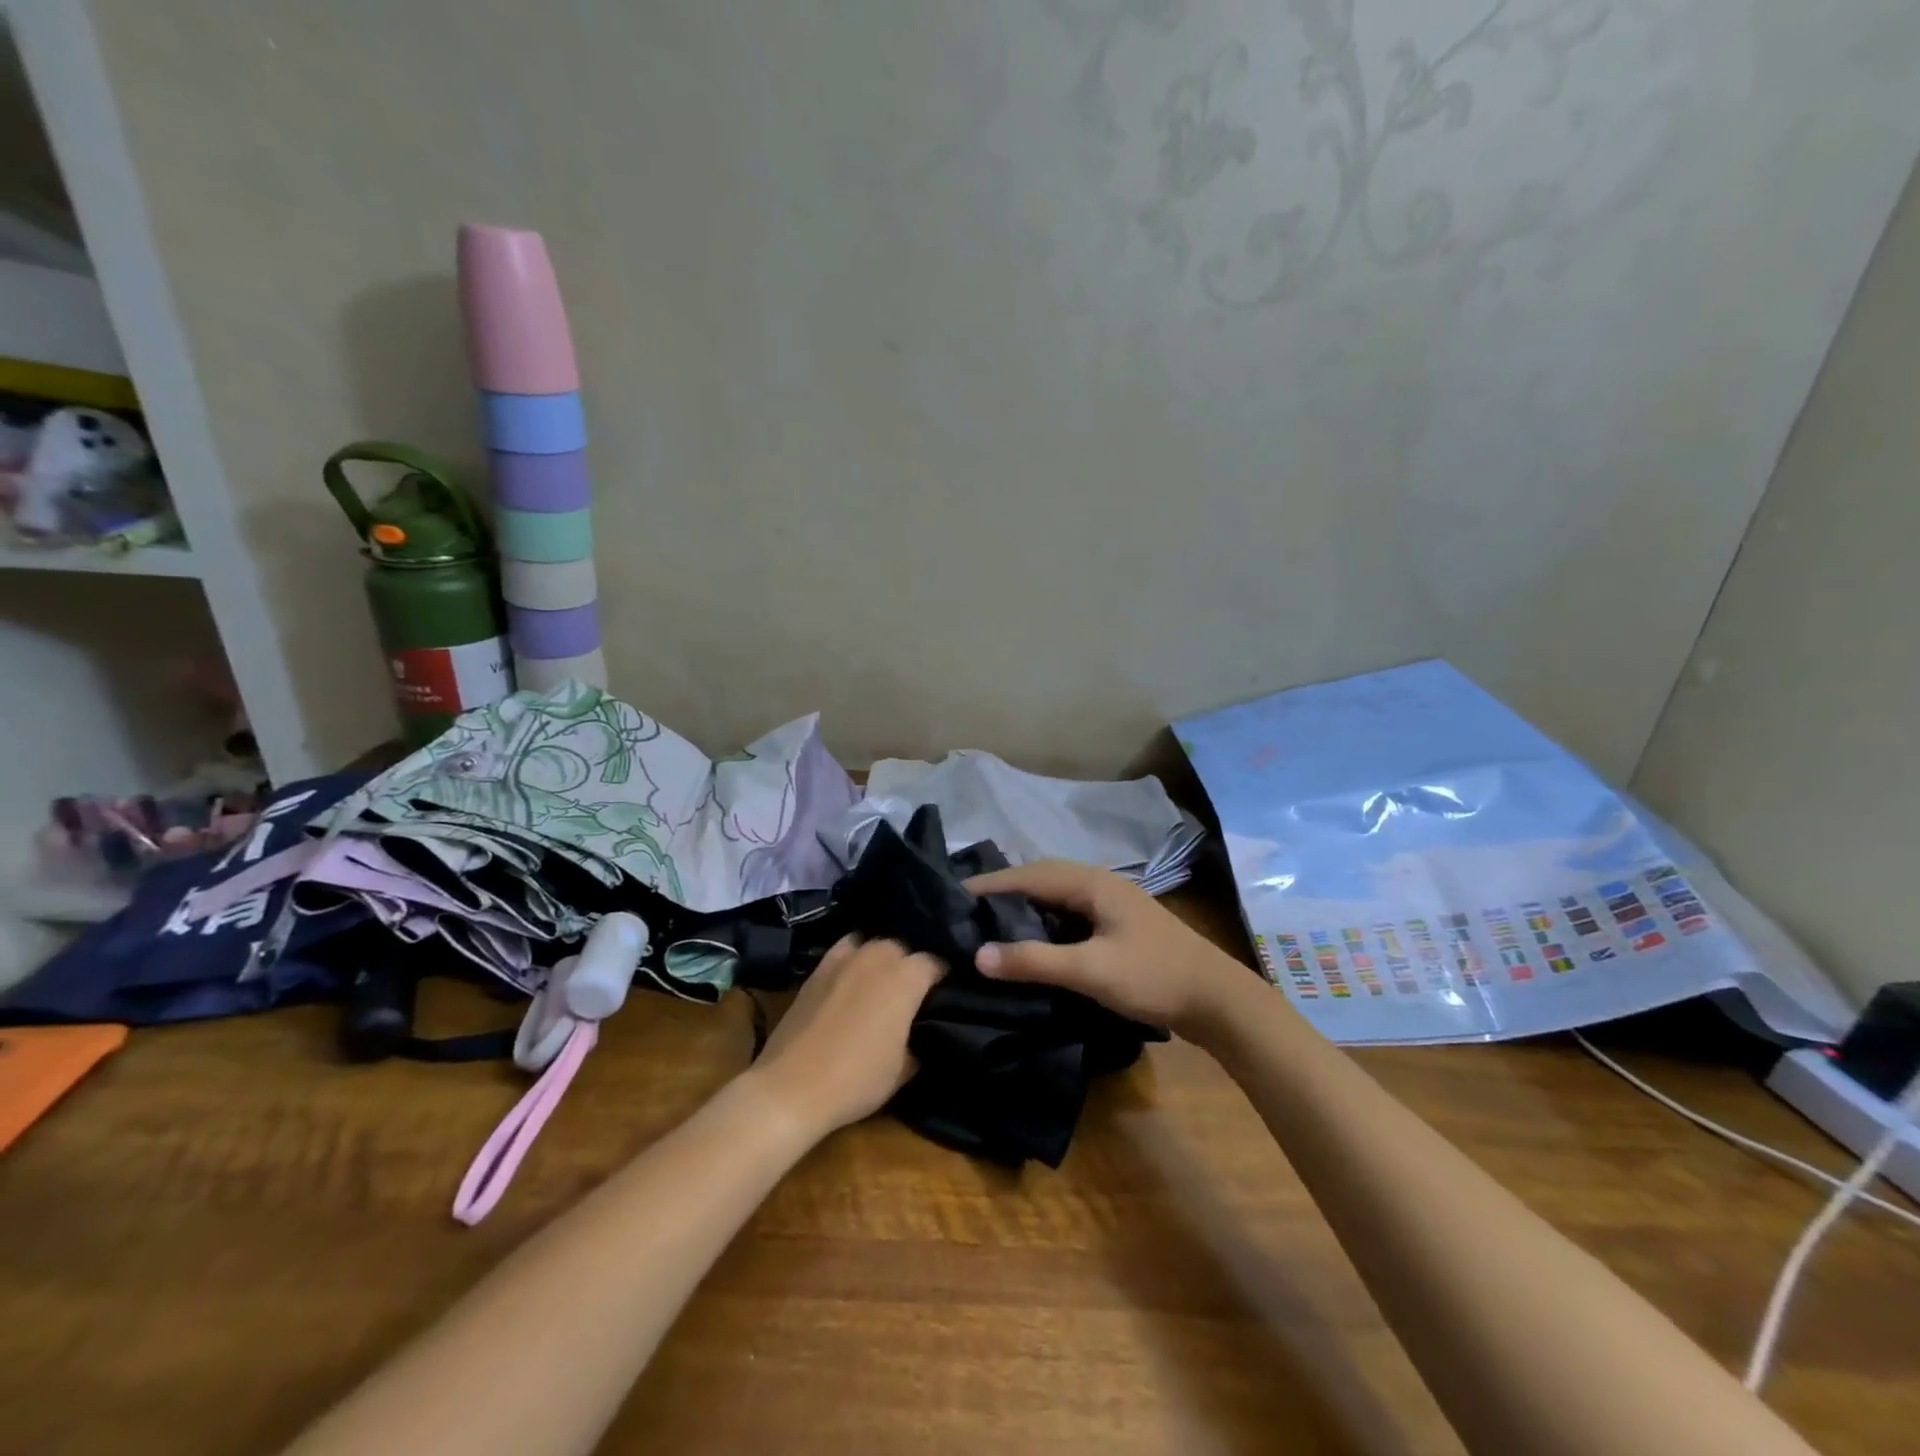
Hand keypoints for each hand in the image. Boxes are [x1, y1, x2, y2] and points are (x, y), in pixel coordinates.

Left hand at [746, 936, 943, 1138]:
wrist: (792, 1087)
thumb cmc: (857, 1079)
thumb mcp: (903, 1070)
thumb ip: (918, 1042)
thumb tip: (919, 1035)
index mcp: (906, 977)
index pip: (934, 963)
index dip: (942, 977)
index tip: (944, 993)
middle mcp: (877, 957)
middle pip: (903, 948)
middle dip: (910, 964)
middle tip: (913, 991)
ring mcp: (844, 959)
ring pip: (873, 945)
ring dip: (882, 958)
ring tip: (883, 981)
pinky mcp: (817, 970)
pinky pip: (844, 951)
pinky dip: (853, 957)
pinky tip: (853, 974)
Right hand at [965, 860, 1244, 1041]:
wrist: (1217, 1000)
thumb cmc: (1153, 976)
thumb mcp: (1090, 970)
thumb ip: (1034, 961)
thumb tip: (977, 955)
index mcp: (1092, 882)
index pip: (1029, 875)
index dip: (990, 884)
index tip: (952, 894)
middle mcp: (1099, 883)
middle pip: (1040, 878)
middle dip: (1003, 890)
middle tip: (965, 908)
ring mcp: (1110, 903)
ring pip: (1055, 895)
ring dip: (1023, 904)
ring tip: (988, 921)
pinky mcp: (1117, 924)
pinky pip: (1068, 912)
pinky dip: (1043, 919)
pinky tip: (1030, 938)